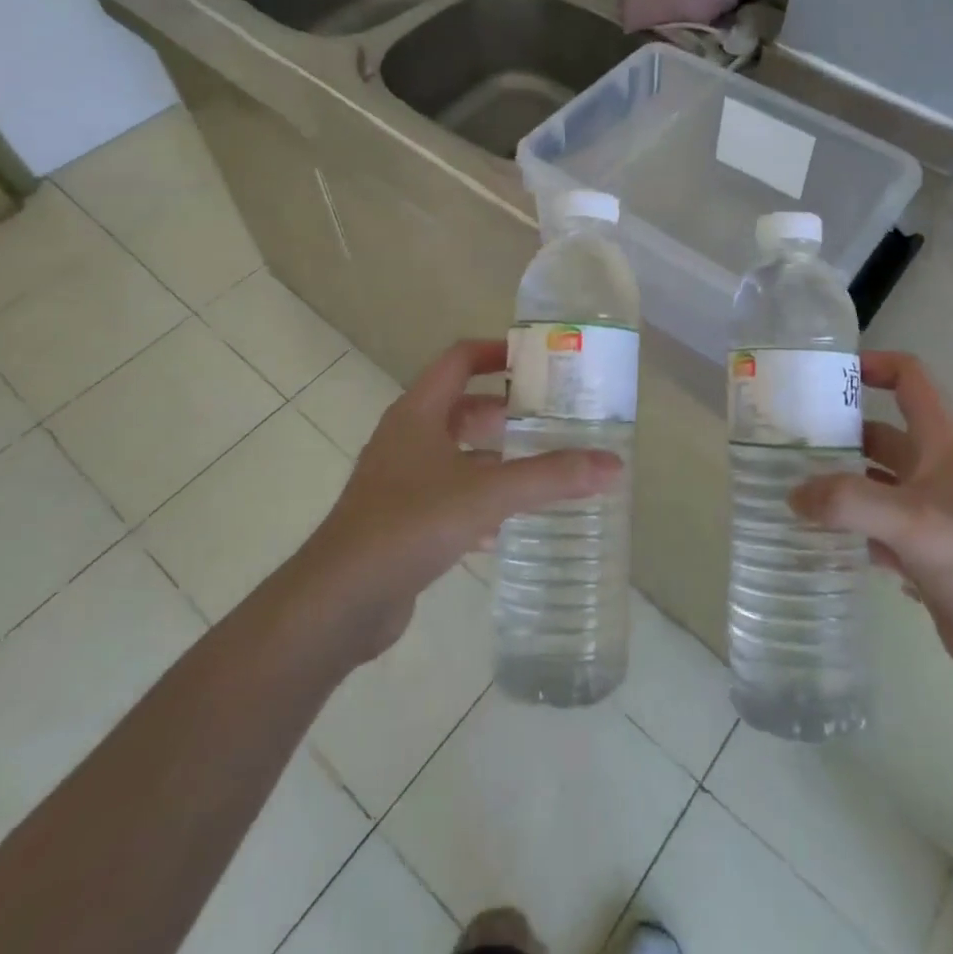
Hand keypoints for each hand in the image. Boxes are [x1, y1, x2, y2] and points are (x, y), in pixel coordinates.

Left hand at [305, 339, 619, 656]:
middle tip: (553, 419)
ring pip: (459, 455)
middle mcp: (408, 437)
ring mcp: (402, 480)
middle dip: (507, 411)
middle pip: (463, 407)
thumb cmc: (409, 524)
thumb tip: (613, 465)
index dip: (497, 352)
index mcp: (419, 412)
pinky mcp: (403, 520)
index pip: (460, 359)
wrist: (339, 601)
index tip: (540, 360)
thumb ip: (549, 477)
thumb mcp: (486, 494)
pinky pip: (451, 496)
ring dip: (497, 457)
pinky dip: (482, 500)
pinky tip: (513, 522)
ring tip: (544, 466)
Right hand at [790, 351, 952, 706]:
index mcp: (943, 448)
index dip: (874, 366)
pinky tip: (818, 540)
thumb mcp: (917, 523)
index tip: (827, 375)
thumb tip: (793, 494)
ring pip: (875, 488)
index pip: (911, 382)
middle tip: (784, 442)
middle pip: (881, 438)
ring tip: (788, 489)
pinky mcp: (925, 562)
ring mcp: (930, 521)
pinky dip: (850, 533)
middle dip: (838, 434)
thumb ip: (850, 503)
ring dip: (838, 487)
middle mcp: (935, 476)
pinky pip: (877, 535)